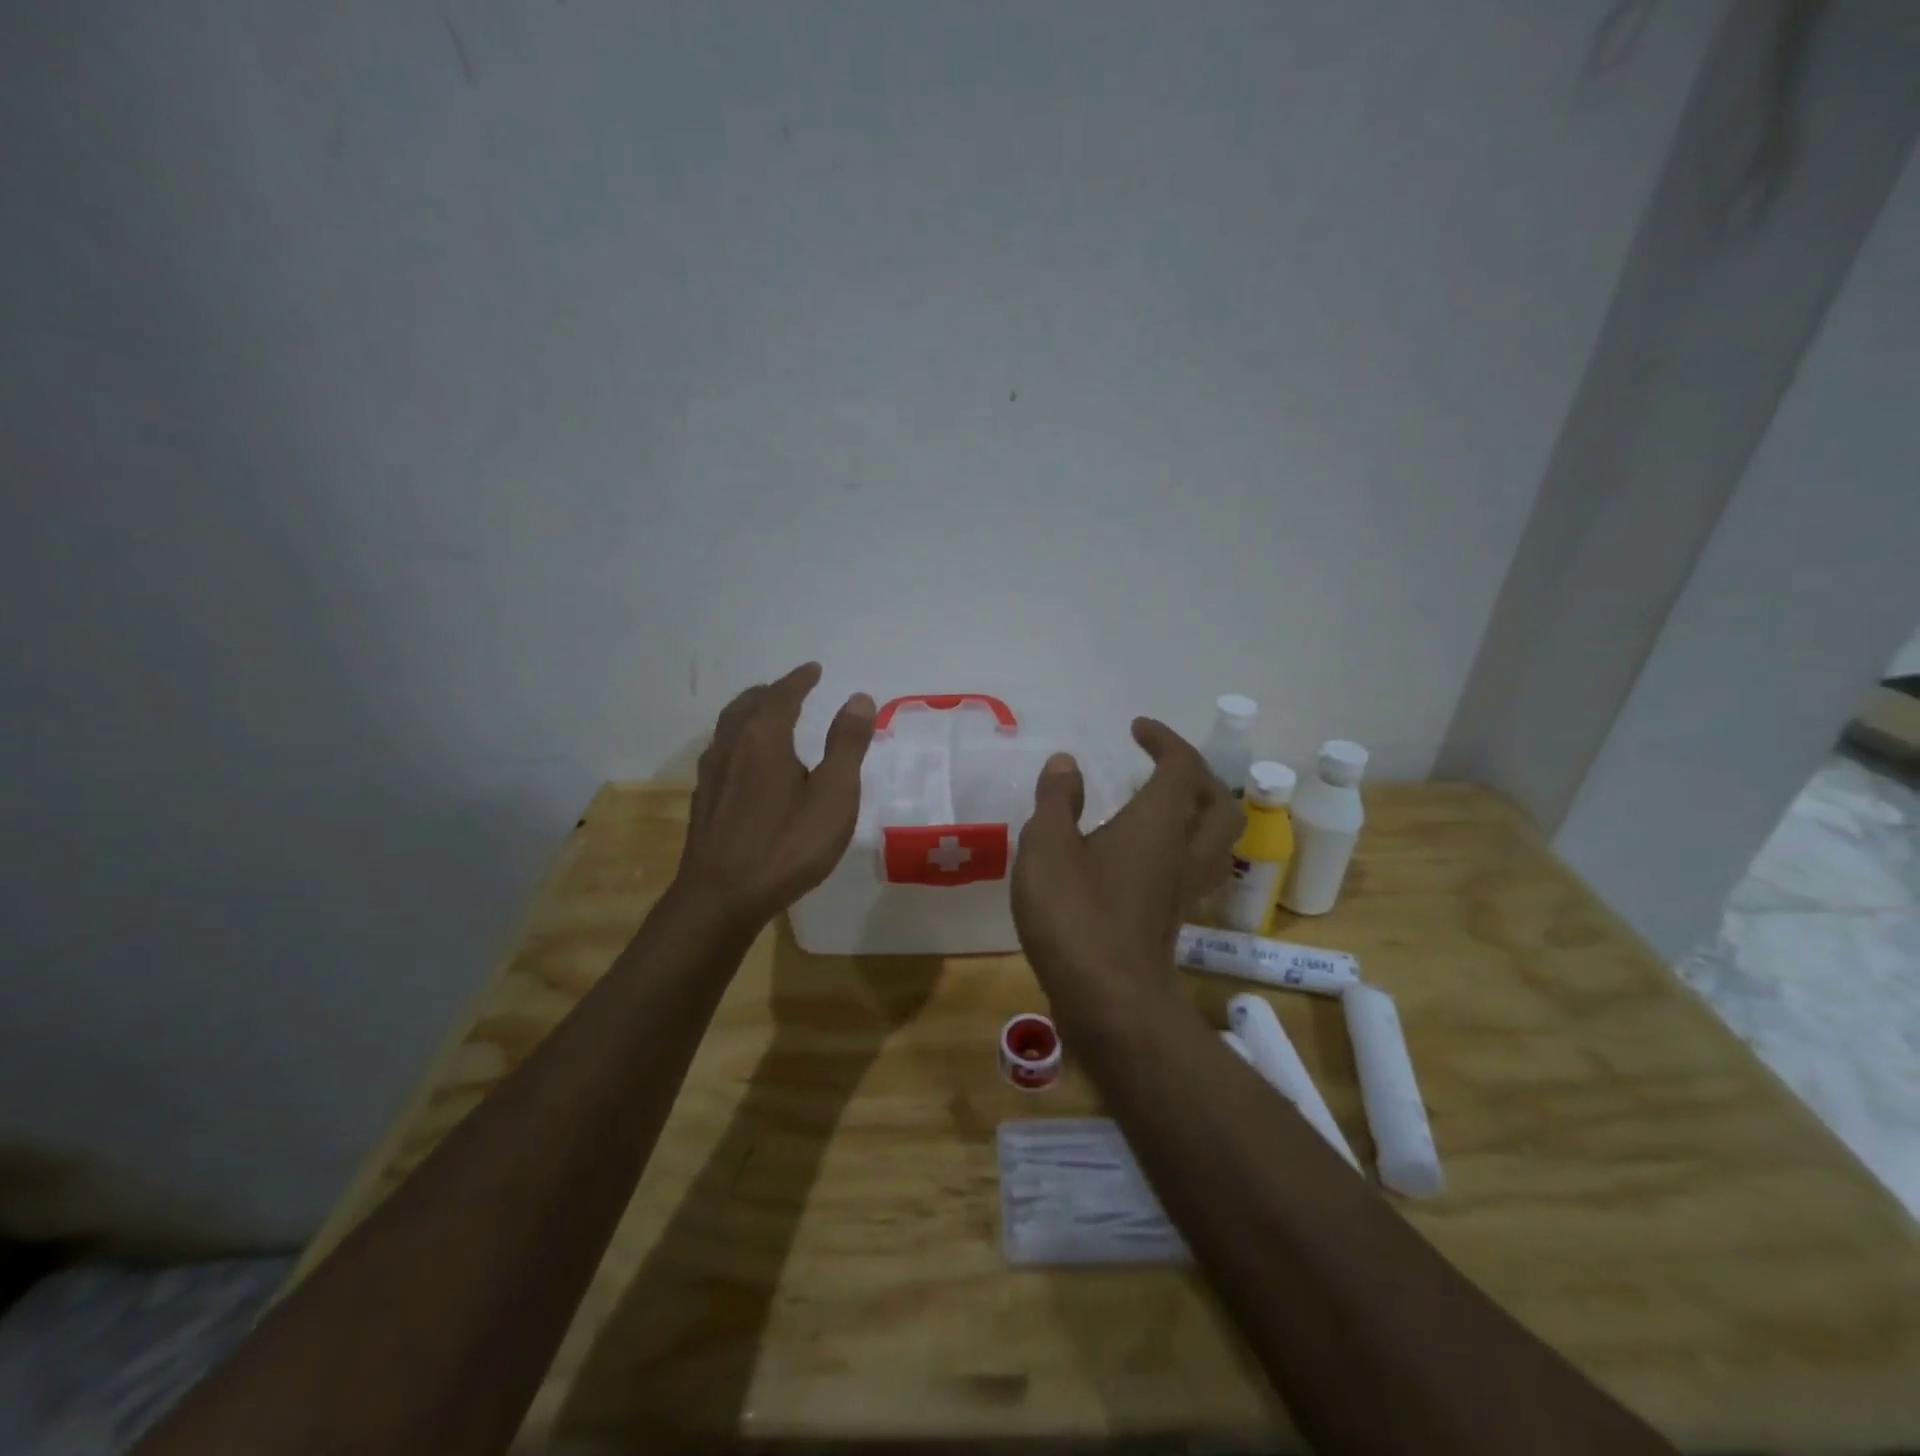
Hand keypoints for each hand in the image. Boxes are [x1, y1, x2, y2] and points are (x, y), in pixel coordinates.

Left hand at [671, 662, 875, 932]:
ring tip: (768, 718)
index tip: (814, 669)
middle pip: (748, 705)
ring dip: (750, 713)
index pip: (782, 695)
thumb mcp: (833, 795)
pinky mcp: (703, 801)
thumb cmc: (786, 845)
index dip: (800, 679)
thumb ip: (846, 745)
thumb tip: (858, 698)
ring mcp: (711, 774)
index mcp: (764, 738)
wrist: (721, 898)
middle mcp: (731, 746)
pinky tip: (747, 764)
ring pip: (729, 728)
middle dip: (771, 692)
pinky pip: (722, 752)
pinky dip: (739, 740)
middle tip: (791, 690)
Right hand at [1012, 718, 1243, 980]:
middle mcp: (1182, 851)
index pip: (1181, 766)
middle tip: (1160, 766)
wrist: (1109, 1002)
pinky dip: (1178, 848)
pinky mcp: (1171, 919)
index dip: (1164, 740)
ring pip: (1214, 840)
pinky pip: (1192, 869)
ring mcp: (1182, 889)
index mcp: (1158, 823)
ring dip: (1196, 812)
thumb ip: (1056, 800)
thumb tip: (1067, 763)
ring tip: (1159, 806)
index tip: (1137, 729)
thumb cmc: (1075, 914)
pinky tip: (1142, 857)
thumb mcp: (1047, 847)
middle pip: (1217, 803)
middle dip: (1195, 775)